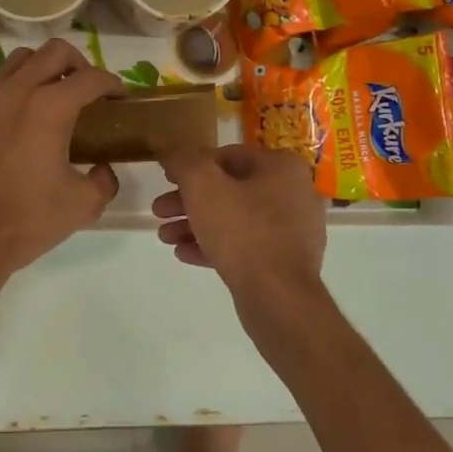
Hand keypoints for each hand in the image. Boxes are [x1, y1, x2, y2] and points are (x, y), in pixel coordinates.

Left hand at [0, 38, 122, 277]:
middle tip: (89, 92)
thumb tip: (103, 171)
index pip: (91, 77)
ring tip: (56, 97)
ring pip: (21, 59)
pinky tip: (25, 120)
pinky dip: (18, 87)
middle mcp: (17, 91)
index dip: (113, 84)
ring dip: (45, 68)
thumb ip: (103, 181)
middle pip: (55, 51)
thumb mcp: (82, 206)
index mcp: (50, 107)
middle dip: (80, 64)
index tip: (120, 100)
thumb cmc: (26, 220)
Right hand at [153, 144, 326, 297]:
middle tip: (159, 211)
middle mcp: (293, 193)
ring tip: (164, 237)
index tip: (167, 179)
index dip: (192, 166)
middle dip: (188, 201)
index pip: (228, 156)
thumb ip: (185, 162)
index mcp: (281, 167)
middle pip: (229, 189)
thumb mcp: (203, 186)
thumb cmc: (242, 230)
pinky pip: (245, 246)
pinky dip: (214, 246)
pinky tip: (184, 254)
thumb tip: (174, 156)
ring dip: (195, 225)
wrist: (278, 296)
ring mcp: (292, 230)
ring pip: (234, 219)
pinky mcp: (285, 262)